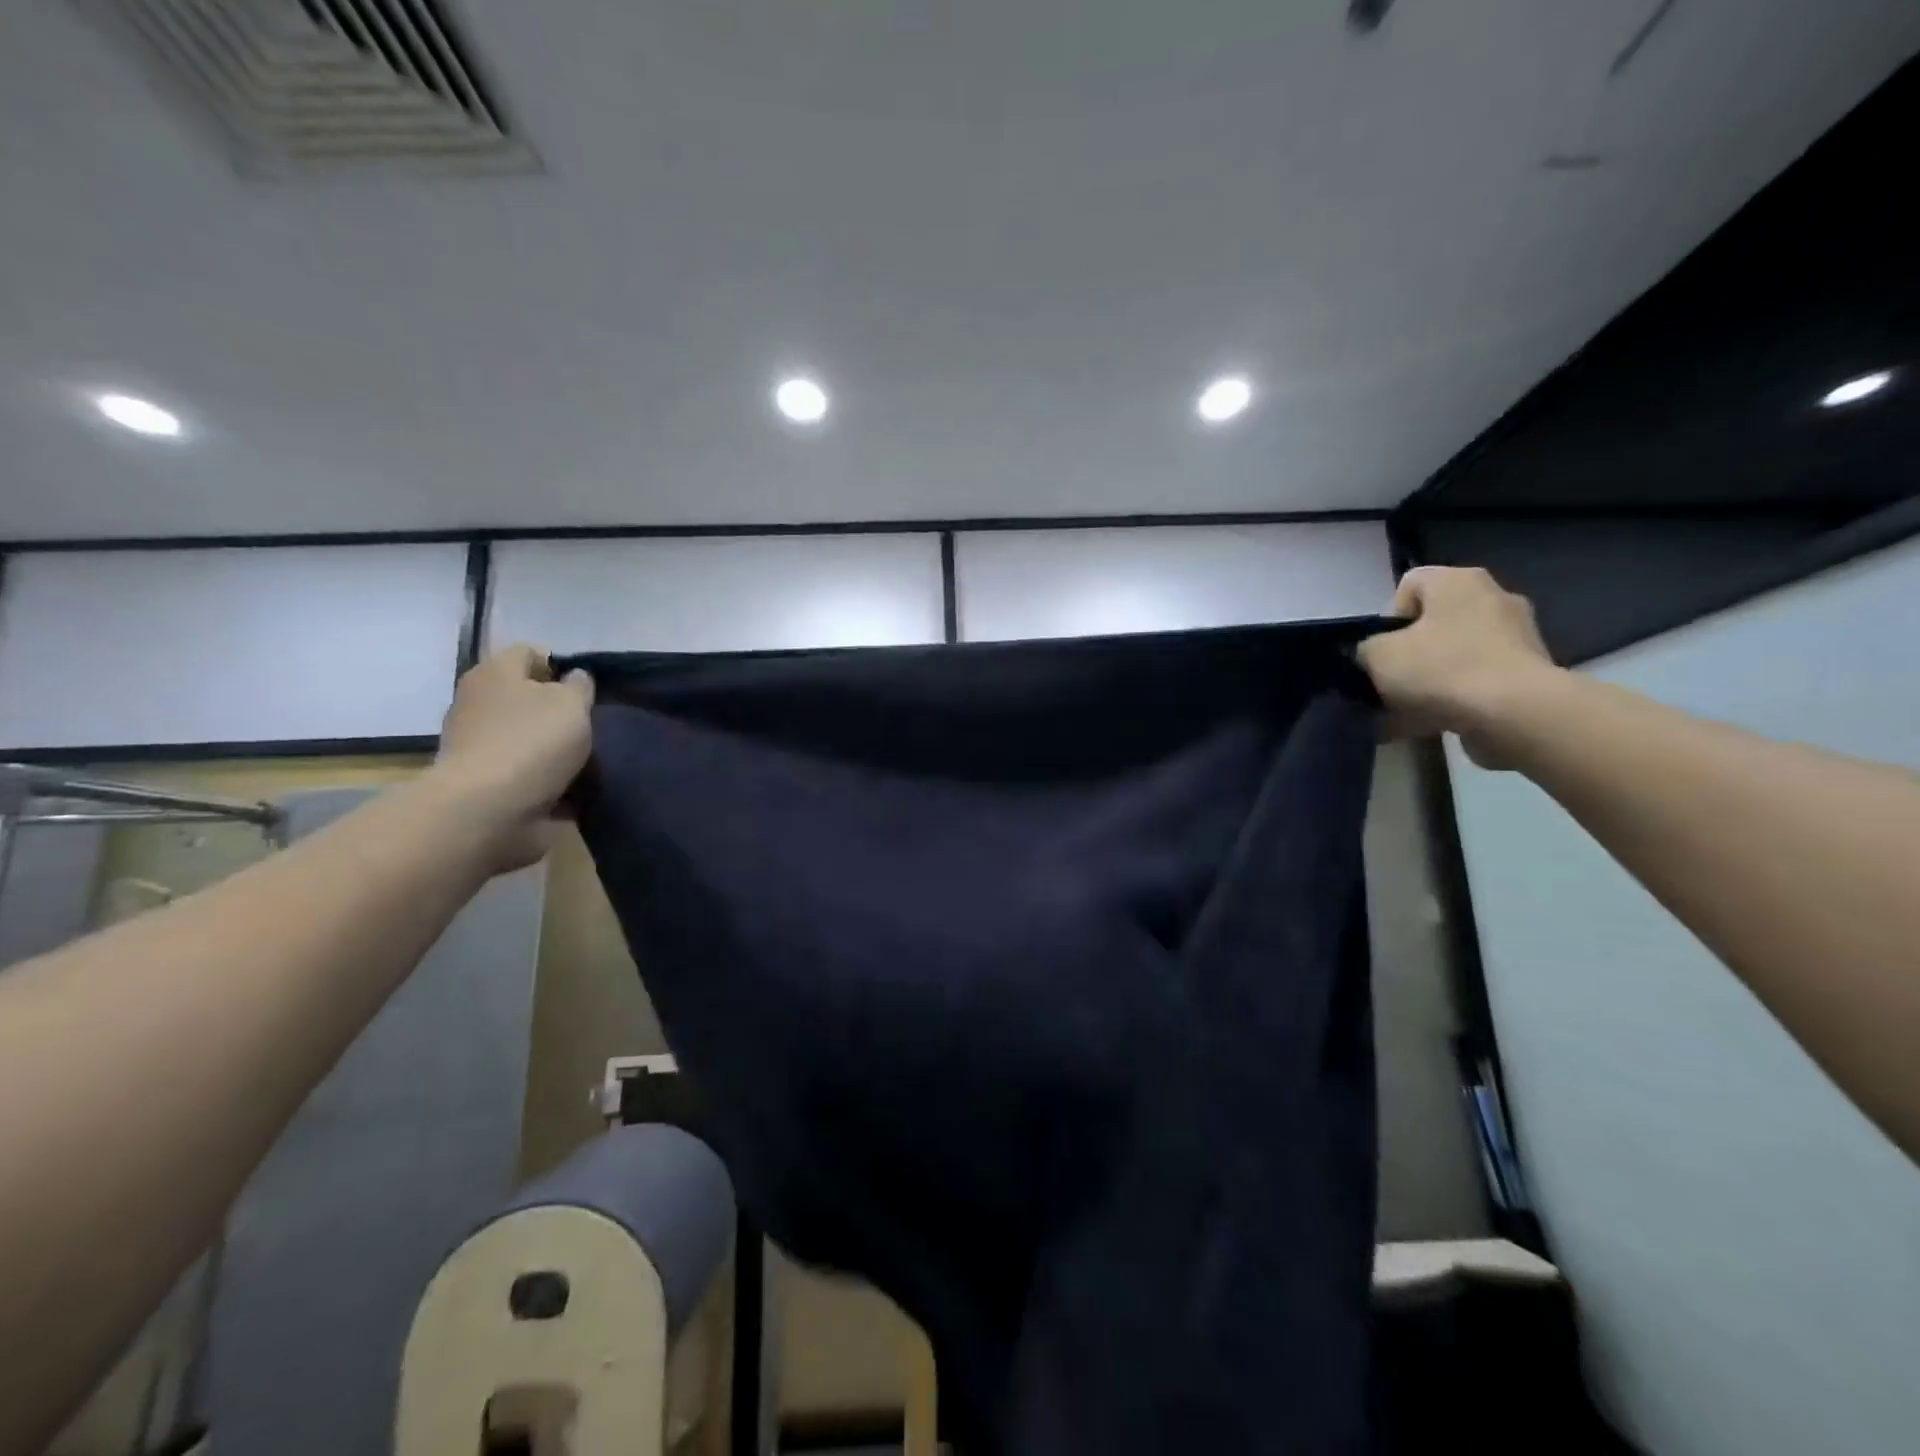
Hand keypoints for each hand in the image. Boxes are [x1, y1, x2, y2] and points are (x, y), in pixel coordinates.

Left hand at [430, 644, 594, 870]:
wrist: (489, 812)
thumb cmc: (532, 743)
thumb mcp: (572, 703)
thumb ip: (579, 687)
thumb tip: (575, 679)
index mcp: (494, 674)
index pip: (529, 653)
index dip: (559, 666)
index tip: (585, 691)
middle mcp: (479, 705)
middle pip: (526, 698)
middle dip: (557, 711)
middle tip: (589, 727)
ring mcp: (480, 747)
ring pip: (528, 737)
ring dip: (554, 749)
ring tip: (588, 762)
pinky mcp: (488, 785)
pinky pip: (528, 775)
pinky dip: (549, 781)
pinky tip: (575, 789)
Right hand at [1357, 566, 1561, 767]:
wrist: (1515, 714)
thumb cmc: (1441, 669)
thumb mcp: (1377, 656)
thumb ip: (1366, 649)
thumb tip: (1372, 655)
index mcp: (1458, 580)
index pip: (1409, 585)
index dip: (1387, 619)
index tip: (1381, 651)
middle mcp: (1493, 598)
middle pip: (1433, 624)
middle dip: (1408, 655)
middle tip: (1390, 684)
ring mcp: (1516, 637)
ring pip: (1452, 657)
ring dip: (1427, 682)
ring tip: (1404, 715)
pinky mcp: (1528, 674)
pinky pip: (1474, 683)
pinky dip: (1452, 701)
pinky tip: (1428, 726)